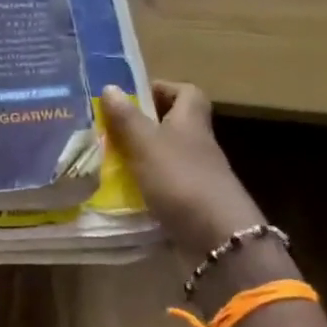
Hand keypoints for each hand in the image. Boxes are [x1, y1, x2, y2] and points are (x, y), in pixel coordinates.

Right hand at [100, 80, 266, 254]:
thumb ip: (126, 117)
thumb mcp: (146, 143)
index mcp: (191, 122)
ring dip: (140, 156)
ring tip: (106, 158)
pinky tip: (121, 191)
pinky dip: (145, 185)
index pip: (186, 92)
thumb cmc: (181, 180)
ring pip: (166, 155)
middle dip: (142, 124)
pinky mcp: (191, 204)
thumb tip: (110, 86)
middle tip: (110, 127)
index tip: (133, 95)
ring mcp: (197, 176)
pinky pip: (164, 185)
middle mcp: (197, 145)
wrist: (219, 240)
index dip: (162, 88)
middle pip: (174, 124)